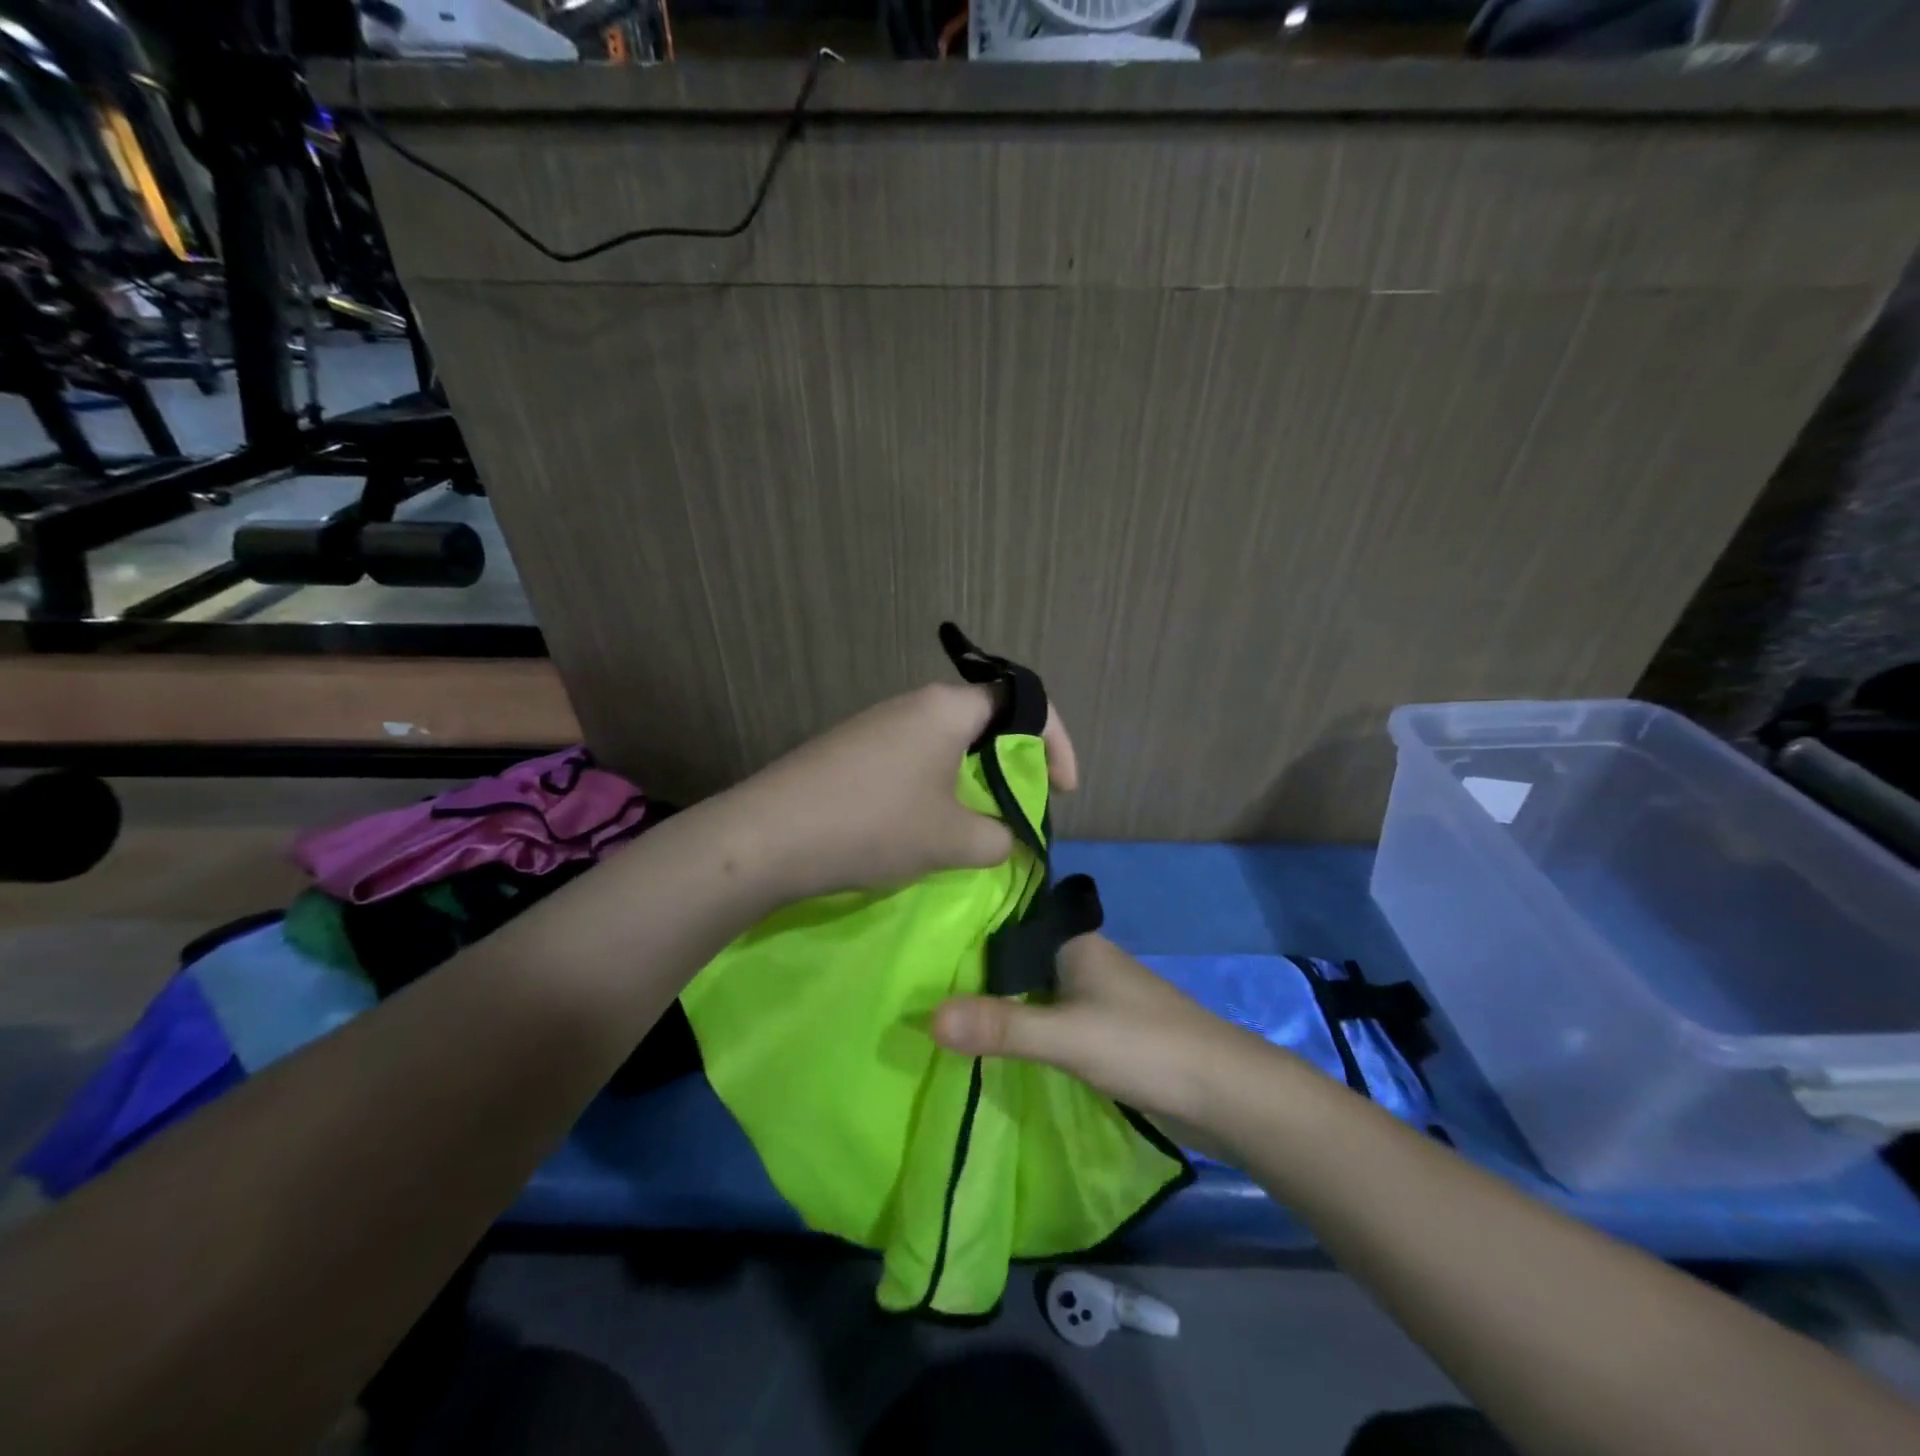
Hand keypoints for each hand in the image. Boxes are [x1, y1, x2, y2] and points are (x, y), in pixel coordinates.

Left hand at [719, 682, 1078, 902]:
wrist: (766, 837)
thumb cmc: (874, 825)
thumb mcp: (952, 840)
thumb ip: (998, 837)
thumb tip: (1002, 838)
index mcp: (947, 708)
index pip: (1023, 702)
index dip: (1056, 743)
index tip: (1064, 790)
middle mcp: (913, 704)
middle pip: (985, 722)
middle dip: (1014, 765)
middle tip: (1022, 809)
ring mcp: (877, 725)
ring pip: (947, 744)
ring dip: (973, 781)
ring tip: (976, 826)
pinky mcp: (851, 751)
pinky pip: (913, 760)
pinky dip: (936, 788)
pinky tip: (924, 826)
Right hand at [931, 934, 1275, 1127]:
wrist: (1226, 1095)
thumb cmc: (1145, 1046)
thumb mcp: (1067, 1036)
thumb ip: (1002, 1026)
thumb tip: (927, 1017)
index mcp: (1076, 944)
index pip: (1011, 925)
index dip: (969, 934)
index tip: (921, 945)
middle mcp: (1085, 963)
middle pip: (1019, 962)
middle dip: (978, 976)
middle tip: (919, 987)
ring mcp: (1098, 999)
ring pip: (1036, 993)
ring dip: (1002, 1006)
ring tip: (944, 1016)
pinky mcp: (1107, 1033)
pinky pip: (1052, 1021)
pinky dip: (1026, 1030)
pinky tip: (996, 1044)